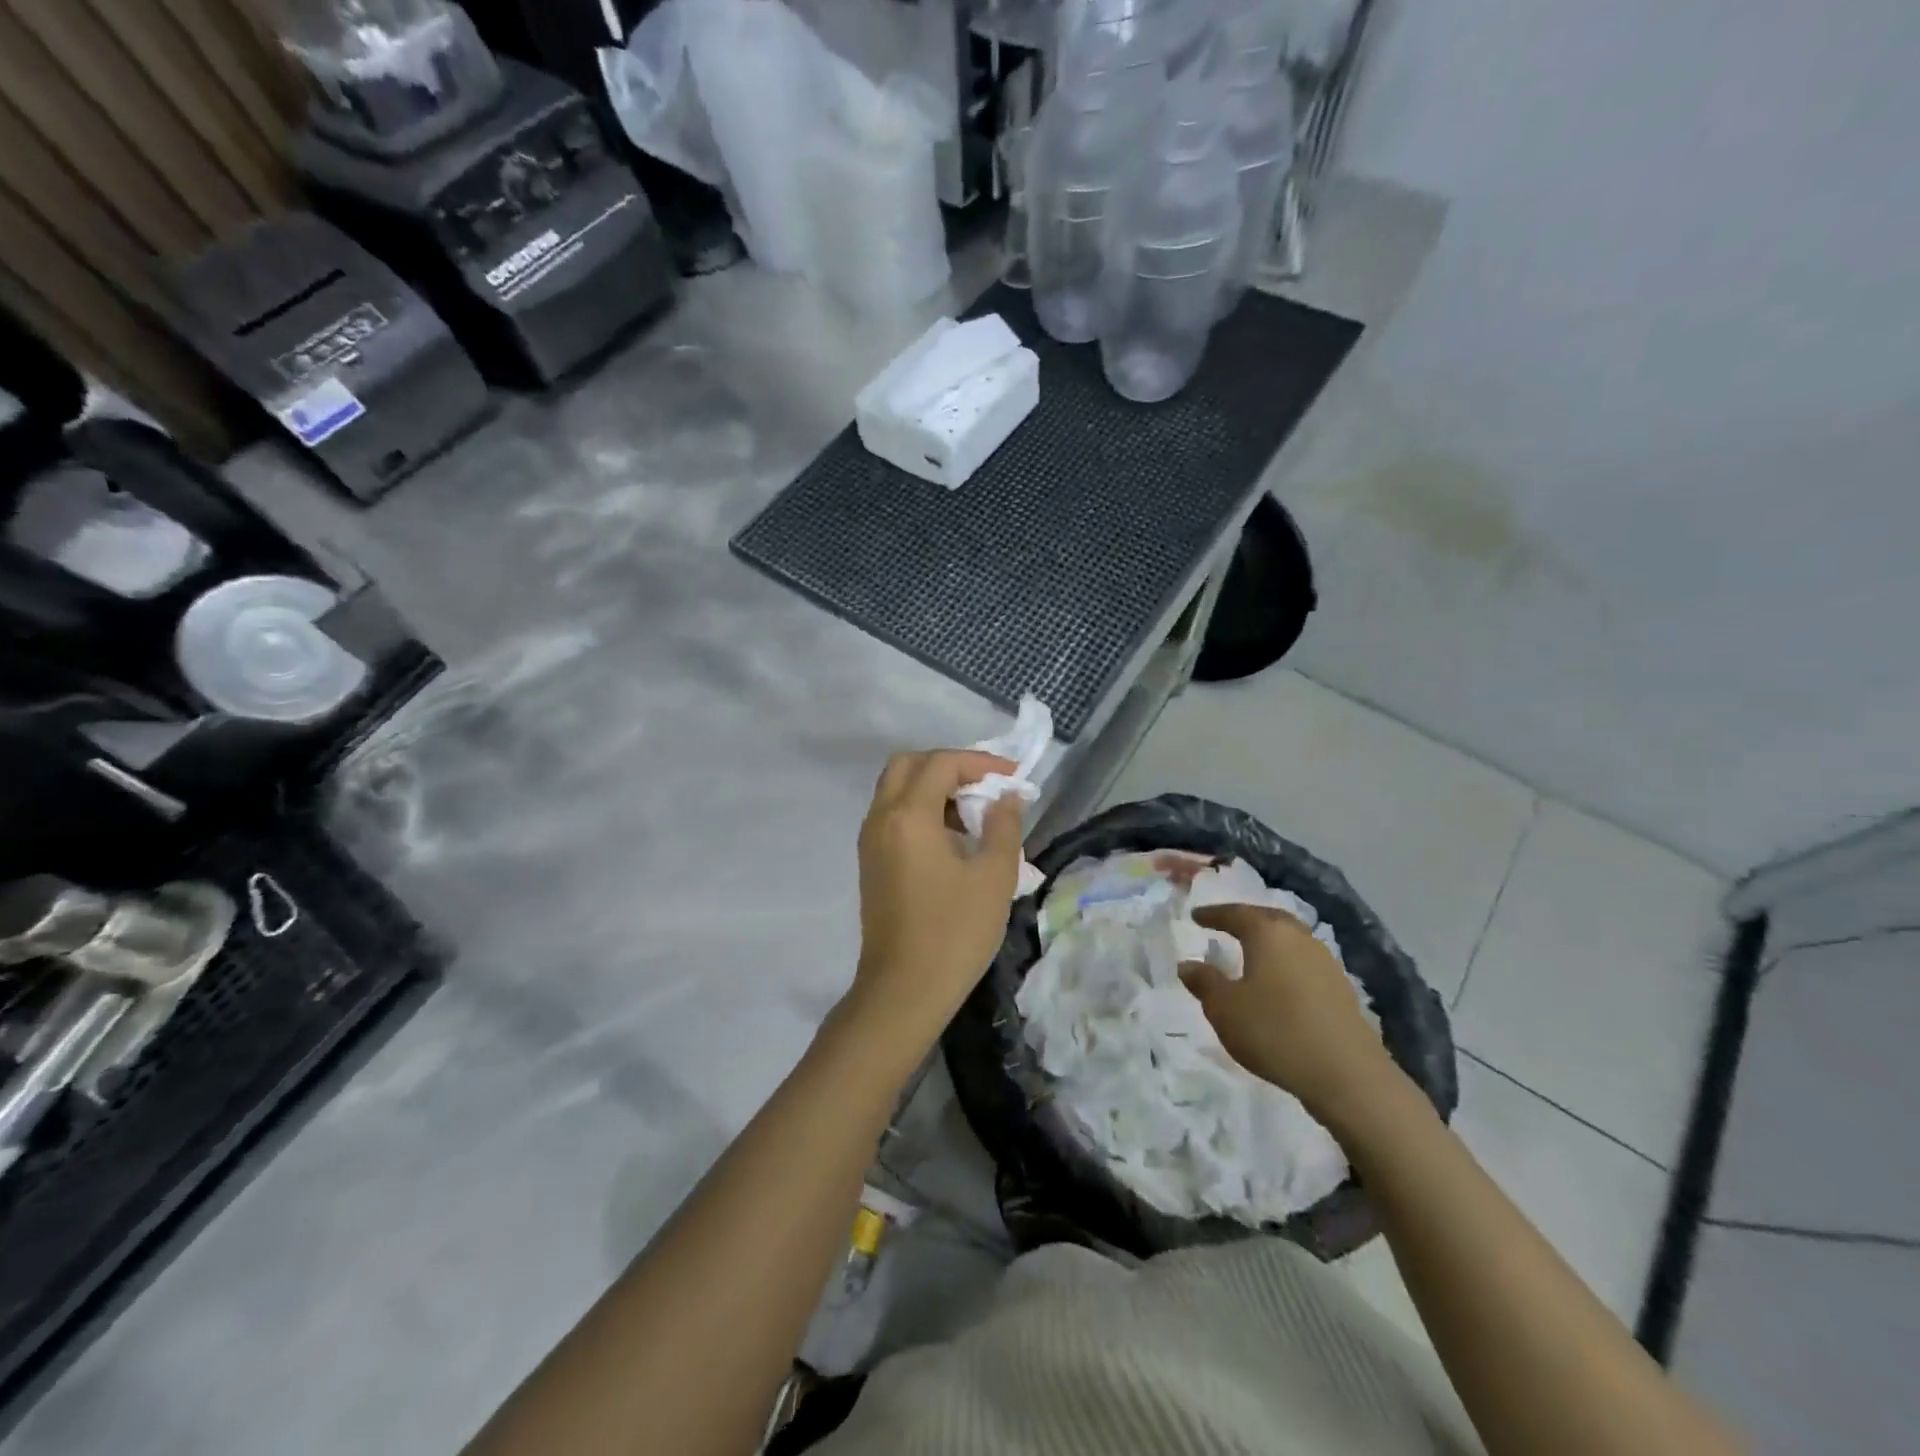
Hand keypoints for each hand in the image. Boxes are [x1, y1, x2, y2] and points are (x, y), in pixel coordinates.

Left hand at [849, 750, 1023, 1044]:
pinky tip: (953, 839)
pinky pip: (893, 816)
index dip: (980, 762)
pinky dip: (921, 810)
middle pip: (909, 765)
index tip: (1013, 777)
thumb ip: (1003, 825)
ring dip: (934, 788)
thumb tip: (1005, 797)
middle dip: (950, 766)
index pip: (942, 764)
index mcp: (908, 815)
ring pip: (897, 789)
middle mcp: (881, 818)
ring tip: (975, 814)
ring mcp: (870, 841)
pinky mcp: (870, 862)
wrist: (904, 990)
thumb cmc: (954, 931)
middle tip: (985, 786)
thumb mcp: (994, 876)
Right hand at [1178, 903, 1396, 1120]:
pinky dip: (1285, 963)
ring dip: (1268, 941)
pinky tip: (1278, 981)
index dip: (1213, 914)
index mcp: (1268, 934)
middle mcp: (1299, 938)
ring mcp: (1325, 962)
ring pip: (1290, 939)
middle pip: (1268, 919)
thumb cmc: (1275, 1031)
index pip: (1235, 914)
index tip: (1195, 916)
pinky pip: (1304, 962)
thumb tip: (1187, 964)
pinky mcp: (1341, 989)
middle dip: (1245, 919)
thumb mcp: (1224, 1009)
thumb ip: (1204, 982)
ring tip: (1250, 952)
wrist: (1347, 1075)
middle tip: (1225, 924)